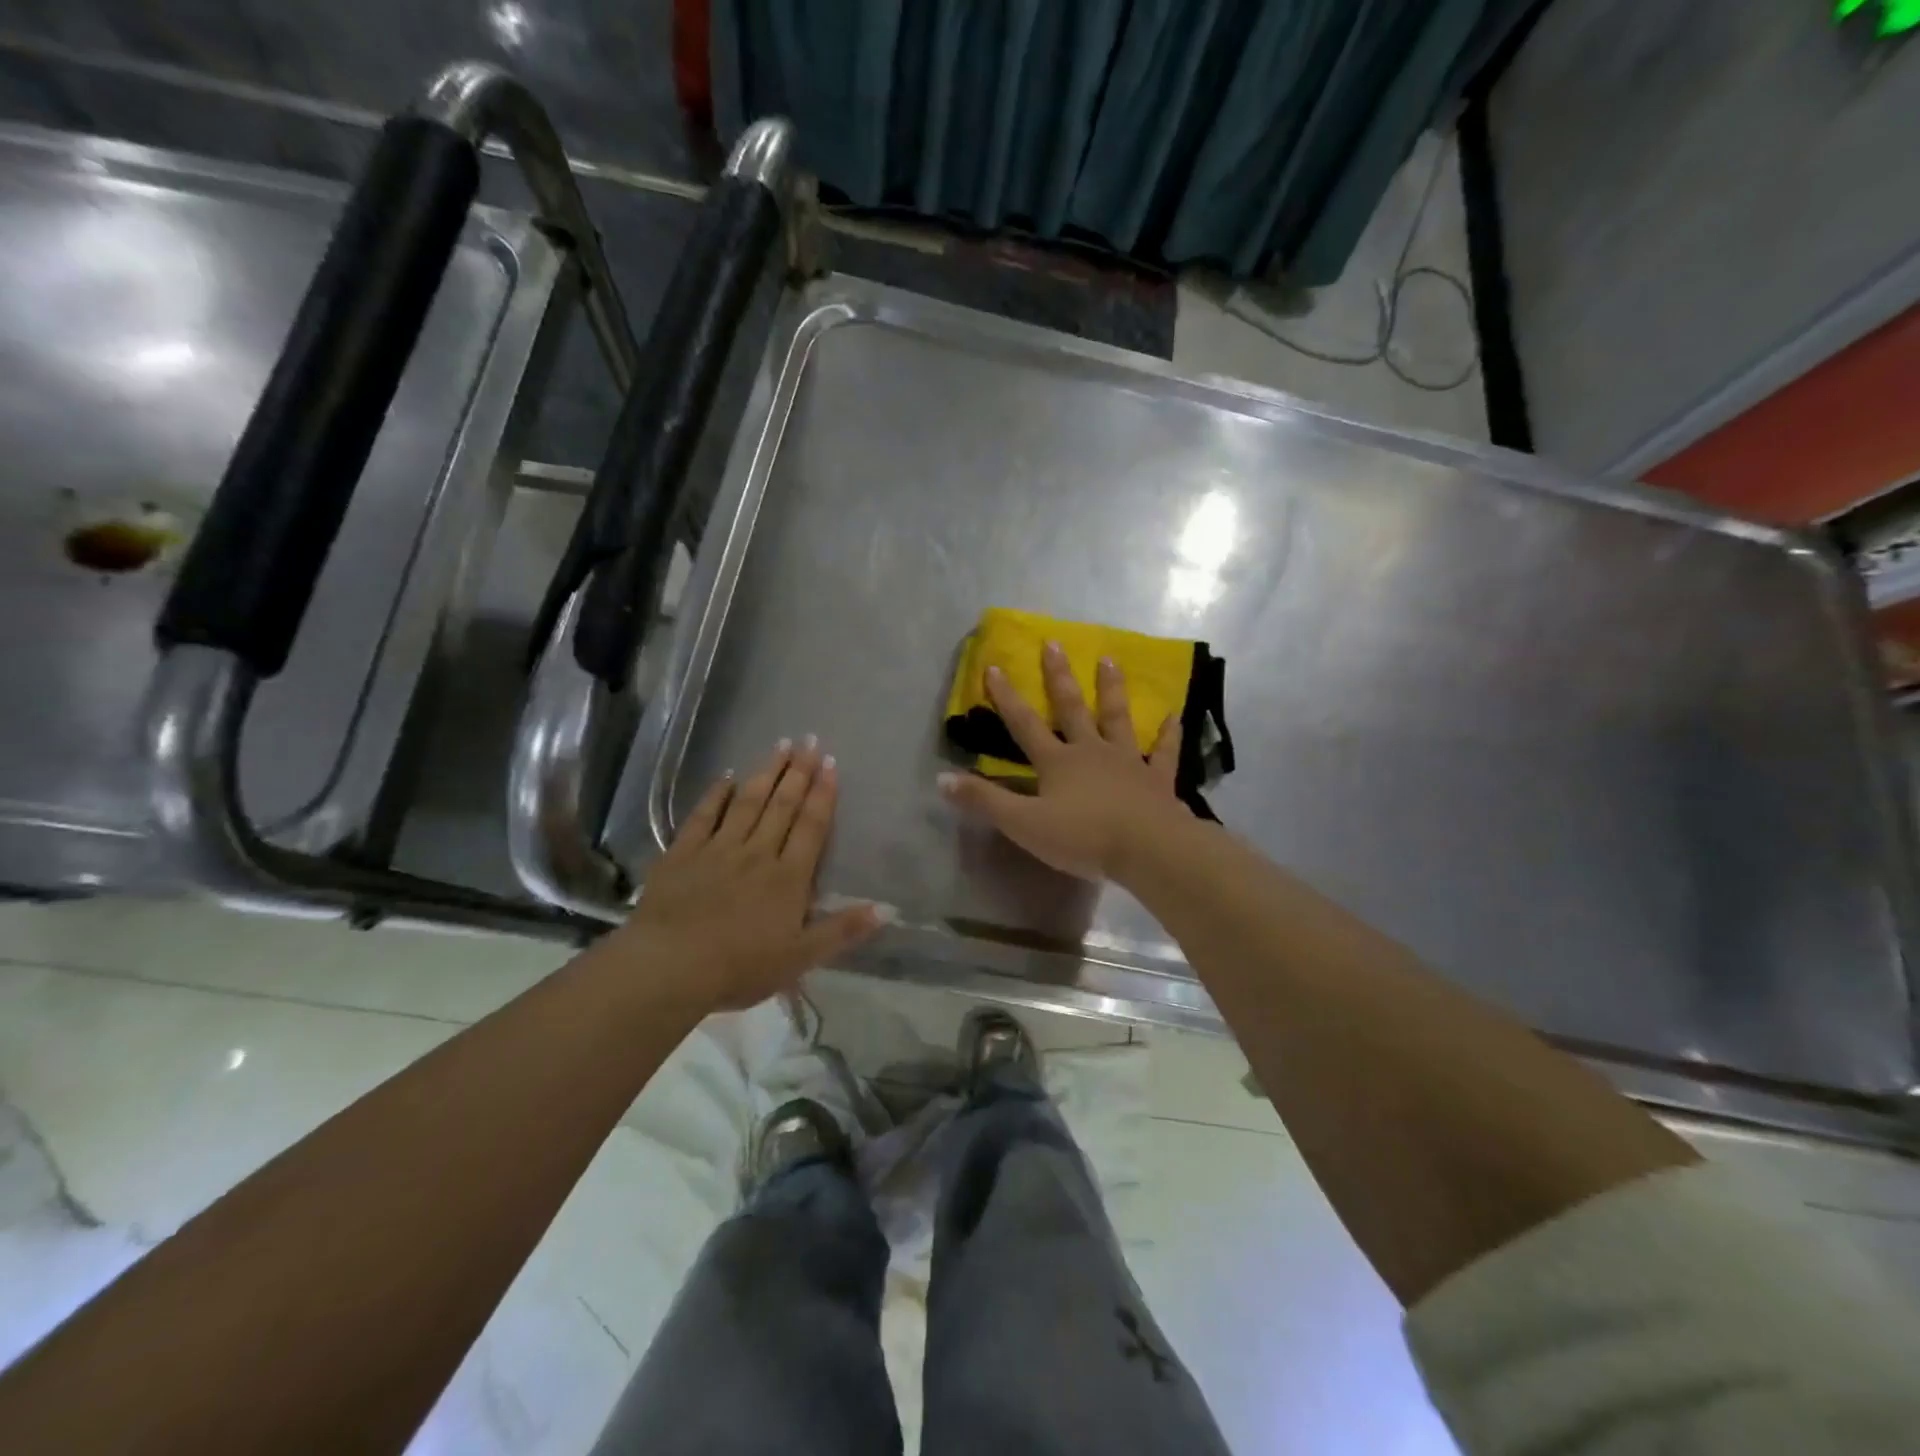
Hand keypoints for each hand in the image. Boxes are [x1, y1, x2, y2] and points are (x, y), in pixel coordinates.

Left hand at [619, 740, 880, 1011]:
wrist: (670, 967)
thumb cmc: (740, 967)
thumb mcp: (801, 958)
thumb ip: (843, 931)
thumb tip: (887, 908)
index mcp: (788, 877)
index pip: (811, 826)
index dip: (823, 794)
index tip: (830, 763)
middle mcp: (757, 853)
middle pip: (782, 806)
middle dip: (798, 772)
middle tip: (809, 740)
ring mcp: (718, 849)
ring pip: (748, 803)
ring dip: (766, 773)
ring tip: (780, 746)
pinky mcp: (683, 854)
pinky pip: (703, 816)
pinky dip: (716, 794)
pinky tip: (726, 777)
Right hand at [939, 642, 1191, 880]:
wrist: (1146, 850)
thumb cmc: (1082, 837)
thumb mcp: (1023, 824)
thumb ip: (984, 801)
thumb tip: (941, 780)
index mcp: (1057, 762)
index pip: (1024, 724)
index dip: (1007, 698)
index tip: (995, 666)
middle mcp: (1090, 752)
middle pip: (1072, 709)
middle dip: (1059, 677)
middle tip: (1054, 643)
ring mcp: (1127, 762)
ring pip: (1117, 718)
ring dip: (1111, 689)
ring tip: (1109, 660)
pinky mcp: (1157, 780)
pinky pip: (1163, 752)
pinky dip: (1168, 734)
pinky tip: (1175, 715)